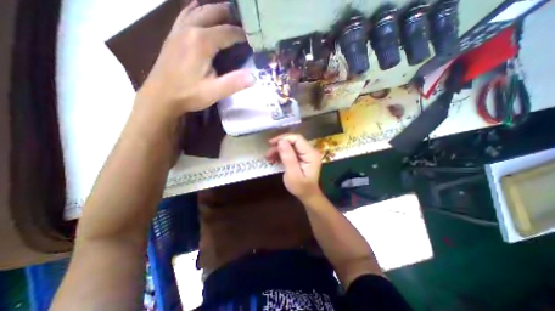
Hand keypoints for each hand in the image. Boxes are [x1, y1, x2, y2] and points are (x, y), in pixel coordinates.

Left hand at [133, 0, 255, 124]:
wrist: (160, 96)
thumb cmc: (188, 94)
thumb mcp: (214, 92)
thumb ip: (234, 83)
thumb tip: (254, 77)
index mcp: (202, 42)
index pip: (228, 31)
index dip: (242, 34)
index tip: (254, 38)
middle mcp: (190, 29)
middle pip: (213, 13)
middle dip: (230, 14)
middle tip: (244, 20)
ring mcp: (178, 30)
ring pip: (199, 10)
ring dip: (215, 10)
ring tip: (228, 13)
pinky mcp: (173, 35)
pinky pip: (185, 14)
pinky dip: (196, 10)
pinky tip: (200, 9)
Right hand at [266, 133, 322, 201]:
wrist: (308, 195)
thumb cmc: (301, 187)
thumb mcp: (293, 174)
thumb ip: (288, 157)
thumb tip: (281, 141)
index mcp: (311, 154)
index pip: (297, 139)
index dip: (283, 138)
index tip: (271, 144)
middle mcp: (310, 150)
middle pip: (293, 141)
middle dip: (279, 145)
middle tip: (267, 154)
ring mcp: (306, 153)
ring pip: (290, 145)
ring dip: (279, 150)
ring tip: (268, 158)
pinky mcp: (302, 156)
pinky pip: (291, 151)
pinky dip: (282, 154)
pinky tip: (274, 159)